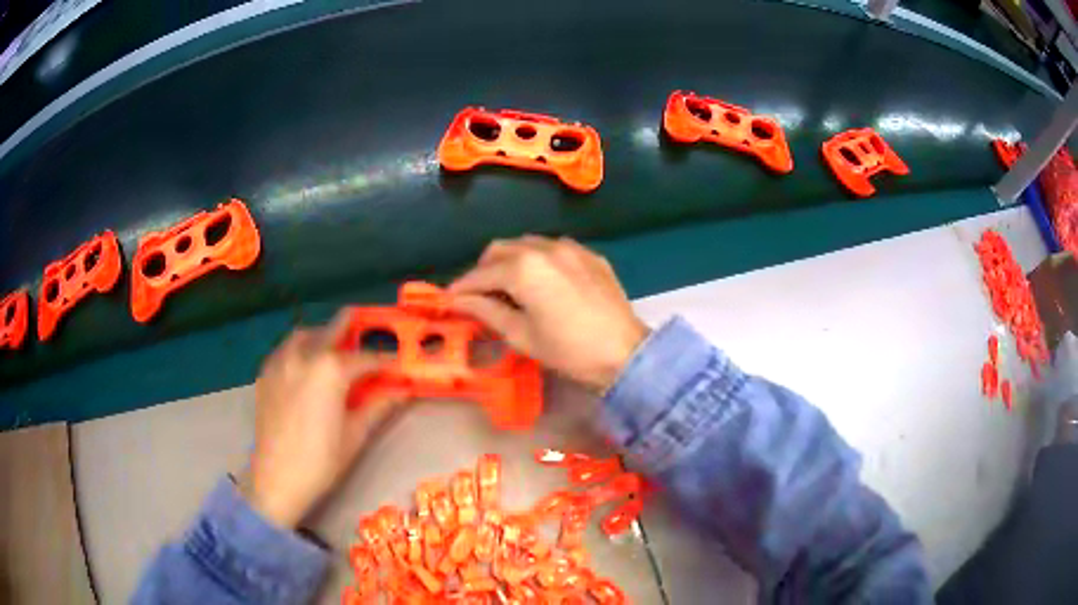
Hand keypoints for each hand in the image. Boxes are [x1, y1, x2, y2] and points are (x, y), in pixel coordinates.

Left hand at [245, 312, 402, 528]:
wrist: (277, 479)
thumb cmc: (321, 460)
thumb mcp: (356, 434)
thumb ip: (380, 406)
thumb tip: (403, 390)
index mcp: (331, 370)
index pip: (366, 358)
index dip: (386, 361)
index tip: (398, 364)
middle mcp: (305, 356)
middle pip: (332, 331)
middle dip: (351, 327)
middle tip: (365, 323)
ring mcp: (281, 362)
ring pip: (304, 335)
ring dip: (322, 334)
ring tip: (332, 345)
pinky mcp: (266, 374)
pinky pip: (285, 350)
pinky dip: (299, 348)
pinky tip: (305, 364)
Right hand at [448, 236, 648, 391]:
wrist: (625, 352)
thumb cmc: (568, 350)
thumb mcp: (521, 335)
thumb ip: (486, 311)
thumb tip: (457, 301)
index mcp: (522, 268)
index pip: (480, 274)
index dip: (461, 288)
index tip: (449, 301)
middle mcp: (544, 247)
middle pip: (500, 249)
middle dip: (484, 270)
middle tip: (479, 296)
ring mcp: (570, 247)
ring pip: (526, 244)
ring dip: (510, 262)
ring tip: (510, 289)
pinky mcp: (589, 254)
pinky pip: (553, 248)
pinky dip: (538, 260)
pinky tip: (543, 283)